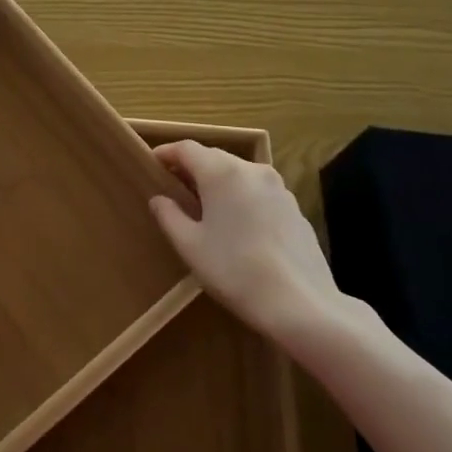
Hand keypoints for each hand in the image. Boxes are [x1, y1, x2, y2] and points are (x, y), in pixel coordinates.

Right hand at [148, 141, 342, 338]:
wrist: (301, 303)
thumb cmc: (234, 270)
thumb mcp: (190, 246)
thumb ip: (169, 216)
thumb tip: (159, 199)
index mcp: (222, 172)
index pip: (187, 148)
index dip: (166, 153)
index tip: (151, 163)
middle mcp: (251, 170)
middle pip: (214, 157)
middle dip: (191, 168)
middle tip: (173, 187)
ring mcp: (278, 187)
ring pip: (238, 173)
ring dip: (217, 182)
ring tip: (204, 206)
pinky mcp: (294, 208)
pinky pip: (258, 191)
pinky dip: (240, 197)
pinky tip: (237, 225)